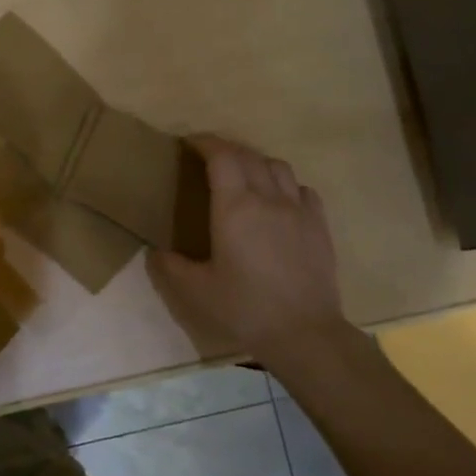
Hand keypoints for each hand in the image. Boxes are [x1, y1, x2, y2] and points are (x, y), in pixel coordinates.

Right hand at [151, 135, 353, 364]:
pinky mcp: (320, 226)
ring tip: (244, 176)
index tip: (190, 143)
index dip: (205, 143)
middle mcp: (268, 199)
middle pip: (249, 156)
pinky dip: (286, 185)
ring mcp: (299, 210)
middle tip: (209, 158)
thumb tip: (155, 252)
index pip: (221, 157)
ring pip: (279, 167)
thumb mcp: (196, 291)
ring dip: (257, 162)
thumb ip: (171, 267)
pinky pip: (303, 190)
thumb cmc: (245, 309)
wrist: (304, 333)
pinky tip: (279, 201)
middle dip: (227, 149)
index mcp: (235, 208)